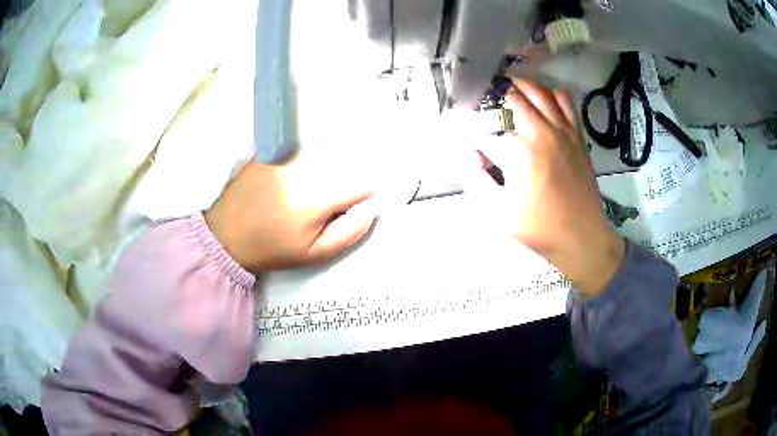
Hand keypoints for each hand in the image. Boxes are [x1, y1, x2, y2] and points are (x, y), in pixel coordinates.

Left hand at [205, 162, 379, 272]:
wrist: (226, 236)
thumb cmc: (273, 249)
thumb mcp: (316, 254)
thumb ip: (352, 230)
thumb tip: (375, 203)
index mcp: (314, 199)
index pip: (361, 183)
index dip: (366, 193)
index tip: (359, 202)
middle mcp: (301, 169)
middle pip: (345, 162)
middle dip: (347, 178)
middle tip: (330, 200)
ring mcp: (283, 154)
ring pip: (325, 150)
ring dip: (330, 164)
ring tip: (306, 191)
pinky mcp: (271, 148)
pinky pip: (303, 144)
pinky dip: (309, 154)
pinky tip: (295, 175)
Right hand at [469, 79, 624, 294]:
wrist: (581, 236)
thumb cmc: (539, 227)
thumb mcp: (499, 213)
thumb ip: (477, 181)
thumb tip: (469, 157)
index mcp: (518, 153)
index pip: (484, 134)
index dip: (472, 138)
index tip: (470, 145)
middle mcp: (540, 133)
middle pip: (511, 98)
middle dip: (492, 98)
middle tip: (484, 104)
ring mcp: (561, 131)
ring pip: (539, 91)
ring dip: (520, 86)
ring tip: (509, 88)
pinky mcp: (576, 135)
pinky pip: (565, 102)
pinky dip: (552, 95)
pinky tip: (544, 101)